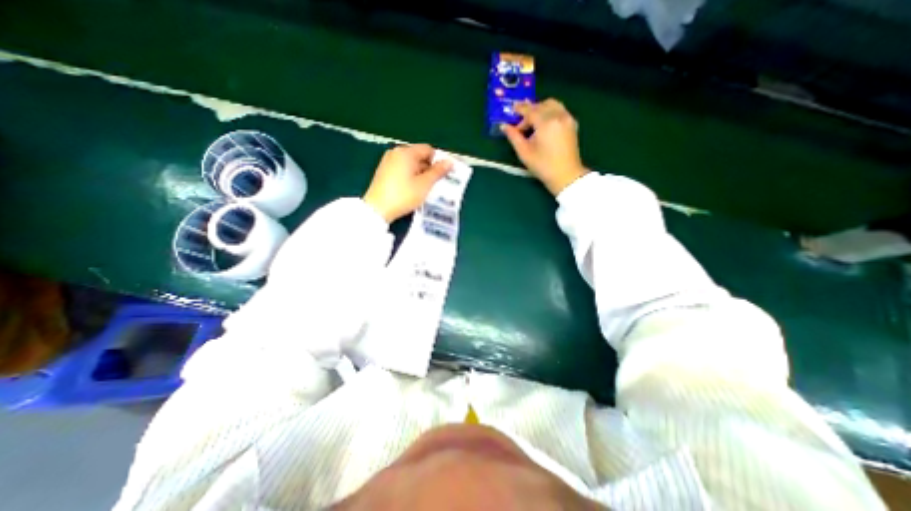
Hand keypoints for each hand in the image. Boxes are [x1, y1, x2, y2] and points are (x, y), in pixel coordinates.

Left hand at [361, 144, 449, 221]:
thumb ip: (438, 172)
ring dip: (419, 173)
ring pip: (410, 163)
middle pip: (418, 156)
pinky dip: (409, 176)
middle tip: (434, 184)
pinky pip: (402, 169)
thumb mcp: (425, 184)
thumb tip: (450, 162)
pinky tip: (411, 189)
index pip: (428, 150)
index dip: (438, 161)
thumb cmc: (404, 195)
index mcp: (406, 152)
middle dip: (428, 168)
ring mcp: (388, 161)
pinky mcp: (383, 171)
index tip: (442, 175)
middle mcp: (396, 152)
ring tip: (423, 188)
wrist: (377, 209)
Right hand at [501, 99, 586, 195]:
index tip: (511, 109)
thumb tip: (504, 126)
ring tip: (532, 124)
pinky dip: (550, 113)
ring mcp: (567, 118)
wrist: (566, 175)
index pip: (530, 110)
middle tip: (521, 126)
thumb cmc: (542, 166)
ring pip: (552, 105)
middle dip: (530, 112)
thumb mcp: (524, 152)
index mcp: (546, 122)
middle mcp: (558, 116)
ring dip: (540, 110)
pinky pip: (559, 110)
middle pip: (541, 105)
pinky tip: (544, 126)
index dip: (519, 109)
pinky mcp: (572, 124)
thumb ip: (513, 137)